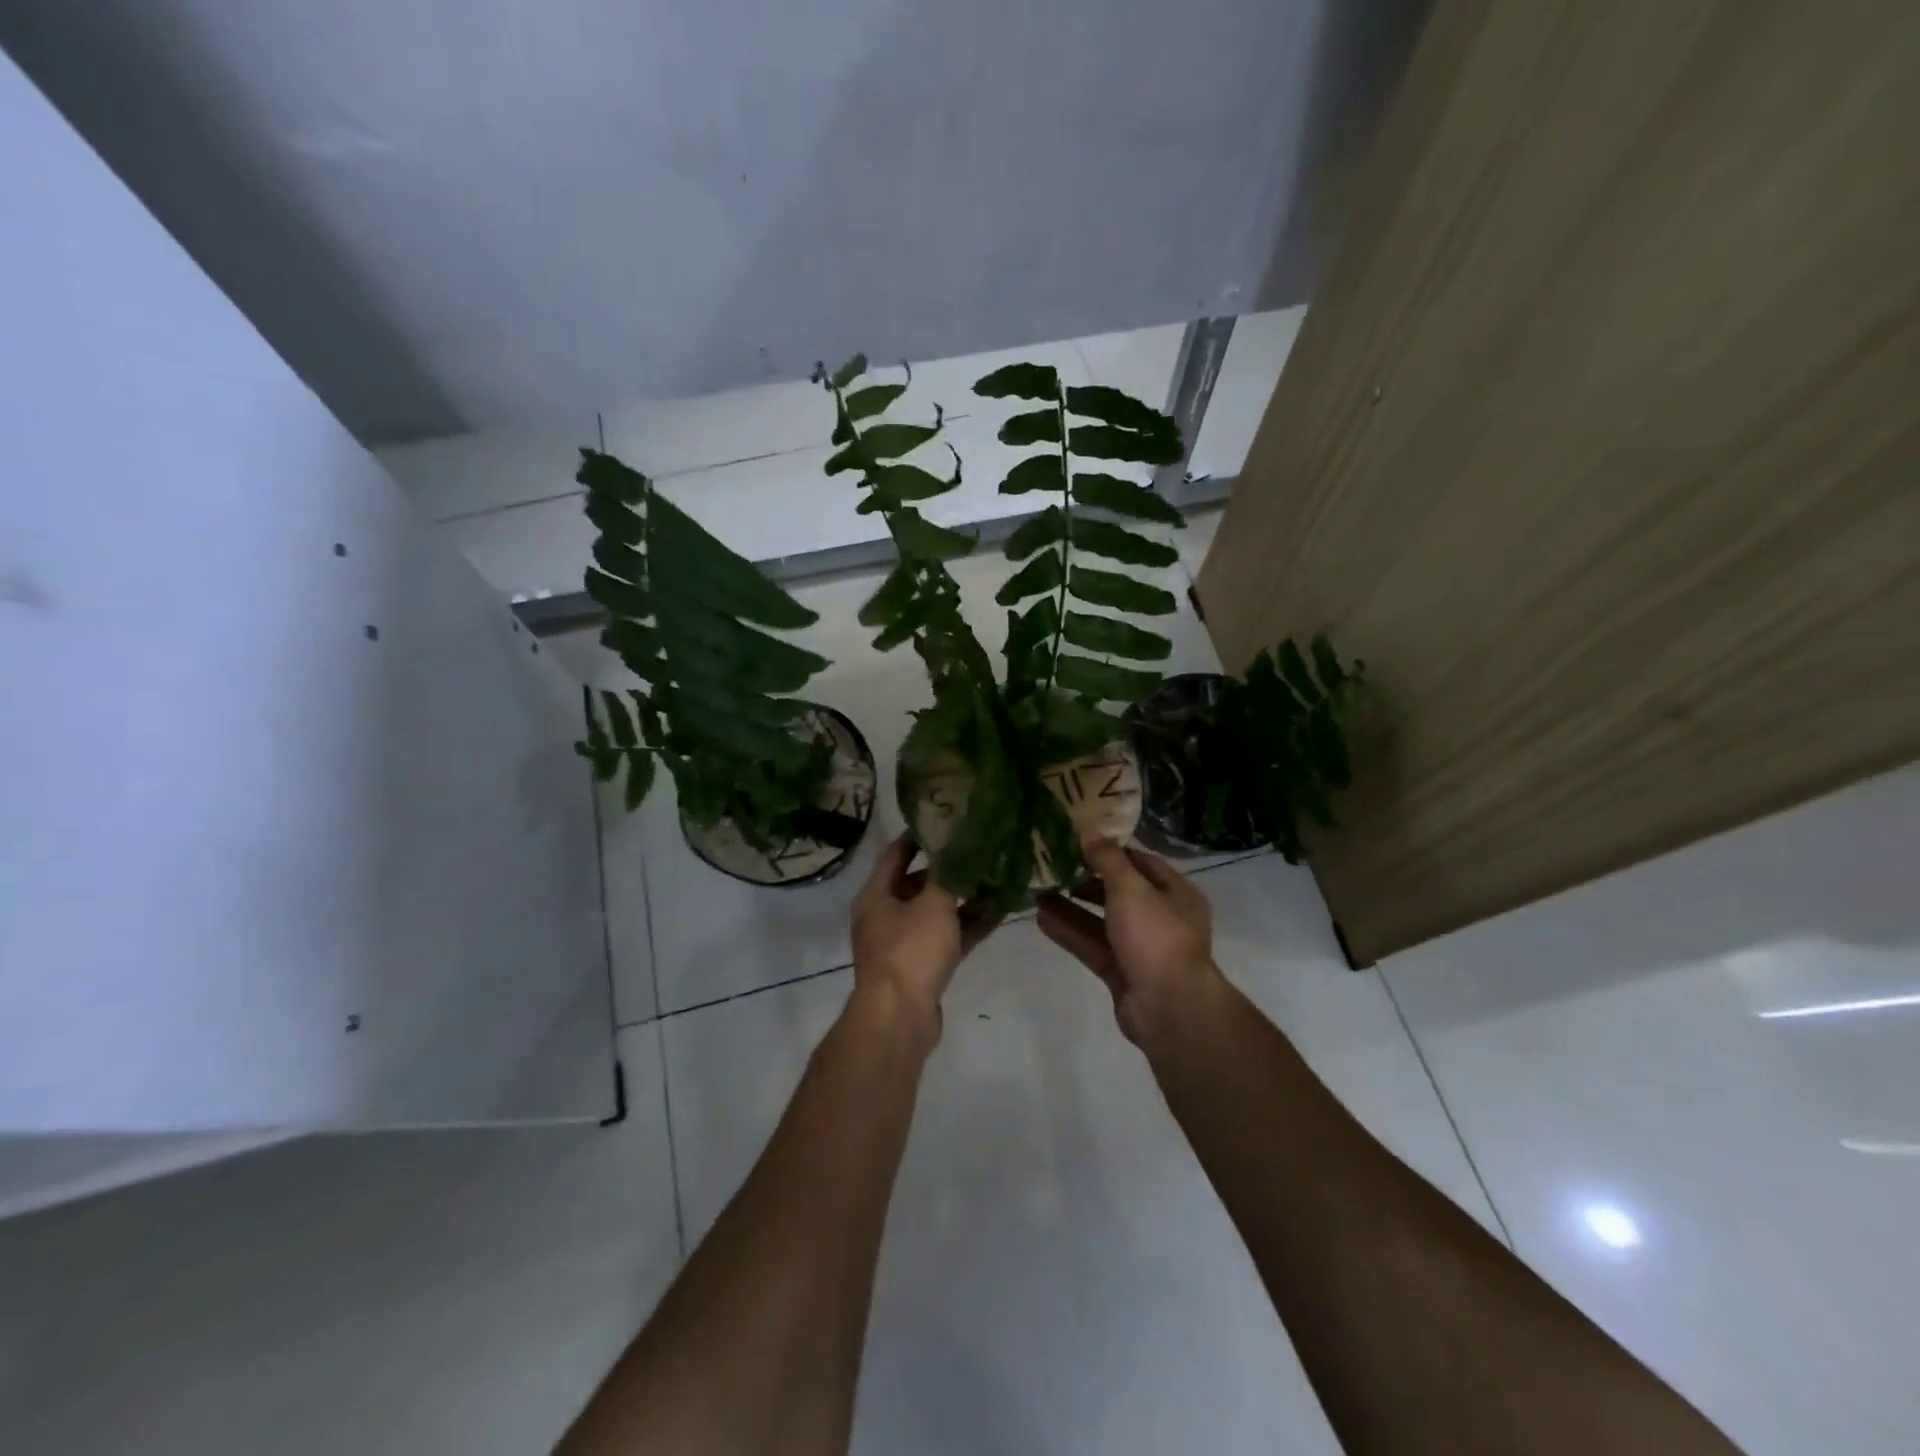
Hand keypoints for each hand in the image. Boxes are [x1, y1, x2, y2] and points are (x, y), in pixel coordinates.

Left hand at [849, 835, 997, 1048]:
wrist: (900, 1018)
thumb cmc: (910, 950)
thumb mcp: (933, 903)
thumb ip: (948, 873)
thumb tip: (959, 844)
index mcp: (876, 895)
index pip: (896, 853)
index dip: (920, 835)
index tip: (947, 818)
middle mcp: (885, 916)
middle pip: (918, 883)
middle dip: (948, 868)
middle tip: (979, 848)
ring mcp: (903, 944)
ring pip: (936, 913)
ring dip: (963, 898)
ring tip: (996, 877)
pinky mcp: (922, 968)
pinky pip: (948, 938)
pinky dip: (969, 926)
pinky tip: (998, 913)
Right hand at [1038, 840, 1222, 1045]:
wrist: (1169, 1007)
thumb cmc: (1156, 936)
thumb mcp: (1131, 888)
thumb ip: (1108, 860)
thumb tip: (1091, 833)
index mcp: (1176, 893)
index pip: (1141, 862)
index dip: (1111, 851)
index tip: (1079, 841)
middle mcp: (1162, 918)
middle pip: (1120, 892)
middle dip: (1087, 880)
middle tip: (1054, 866)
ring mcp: (1141, 948)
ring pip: (1102, 921)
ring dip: (1072, 906)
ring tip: (1039, 890)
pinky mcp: (1122, 972)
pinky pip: (1092, 946)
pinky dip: (1070, 932)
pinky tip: (1041, 918)